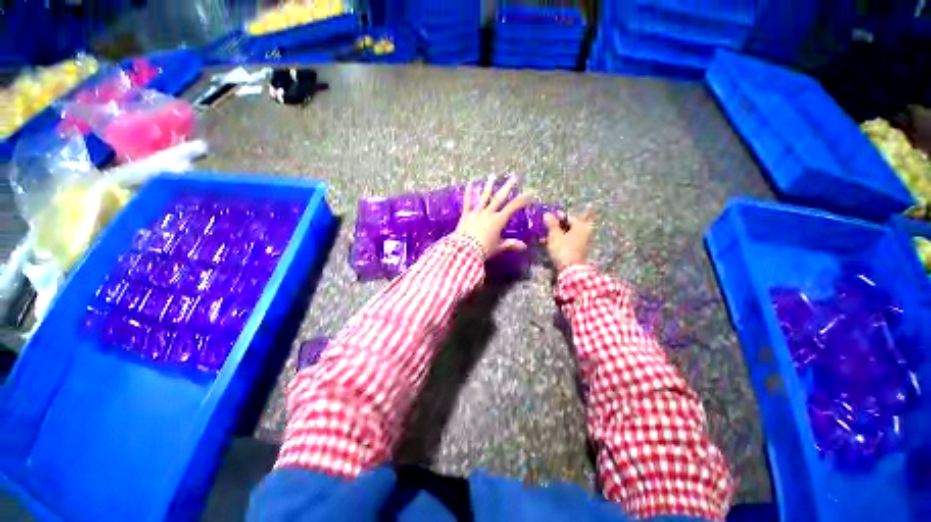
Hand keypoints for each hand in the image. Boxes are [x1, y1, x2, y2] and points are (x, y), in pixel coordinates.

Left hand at [455, 176, 532, 258]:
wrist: (465, 251)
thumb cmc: (484, 250)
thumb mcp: (498, 247)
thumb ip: (511, 244)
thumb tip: (524, 247)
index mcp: (498, 220)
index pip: (513, 207)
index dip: (522, 200)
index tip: (530, 193)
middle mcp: (488, 213)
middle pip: (499, 198)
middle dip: (508, 187)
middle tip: (514, 177)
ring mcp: (476, 212)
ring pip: (484, 197)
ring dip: (489, 186)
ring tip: (492, 176)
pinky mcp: (466, 215)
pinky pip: (467, 202)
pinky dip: (469, 193)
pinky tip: (470, 183)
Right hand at [543, 209, 594, 270]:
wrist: (570, 270)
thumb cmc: (563, 249)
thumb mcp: (554, 235)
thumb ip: (551, 223)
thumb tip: (547, 214)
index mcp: (581, 226)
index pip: (568, 216)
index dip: (556, 216)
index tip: (546, 217)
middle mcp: (584, 232)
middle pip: (568, 226)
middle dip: (555, 227)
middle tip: (544, 228)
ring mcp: (582, 243)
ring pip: (566, 235)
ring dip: (555, 235)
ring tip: (543, 238)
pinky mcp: (578, 251)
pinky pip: (567, 242)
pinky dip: (558, 242)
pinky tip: (548, 245)